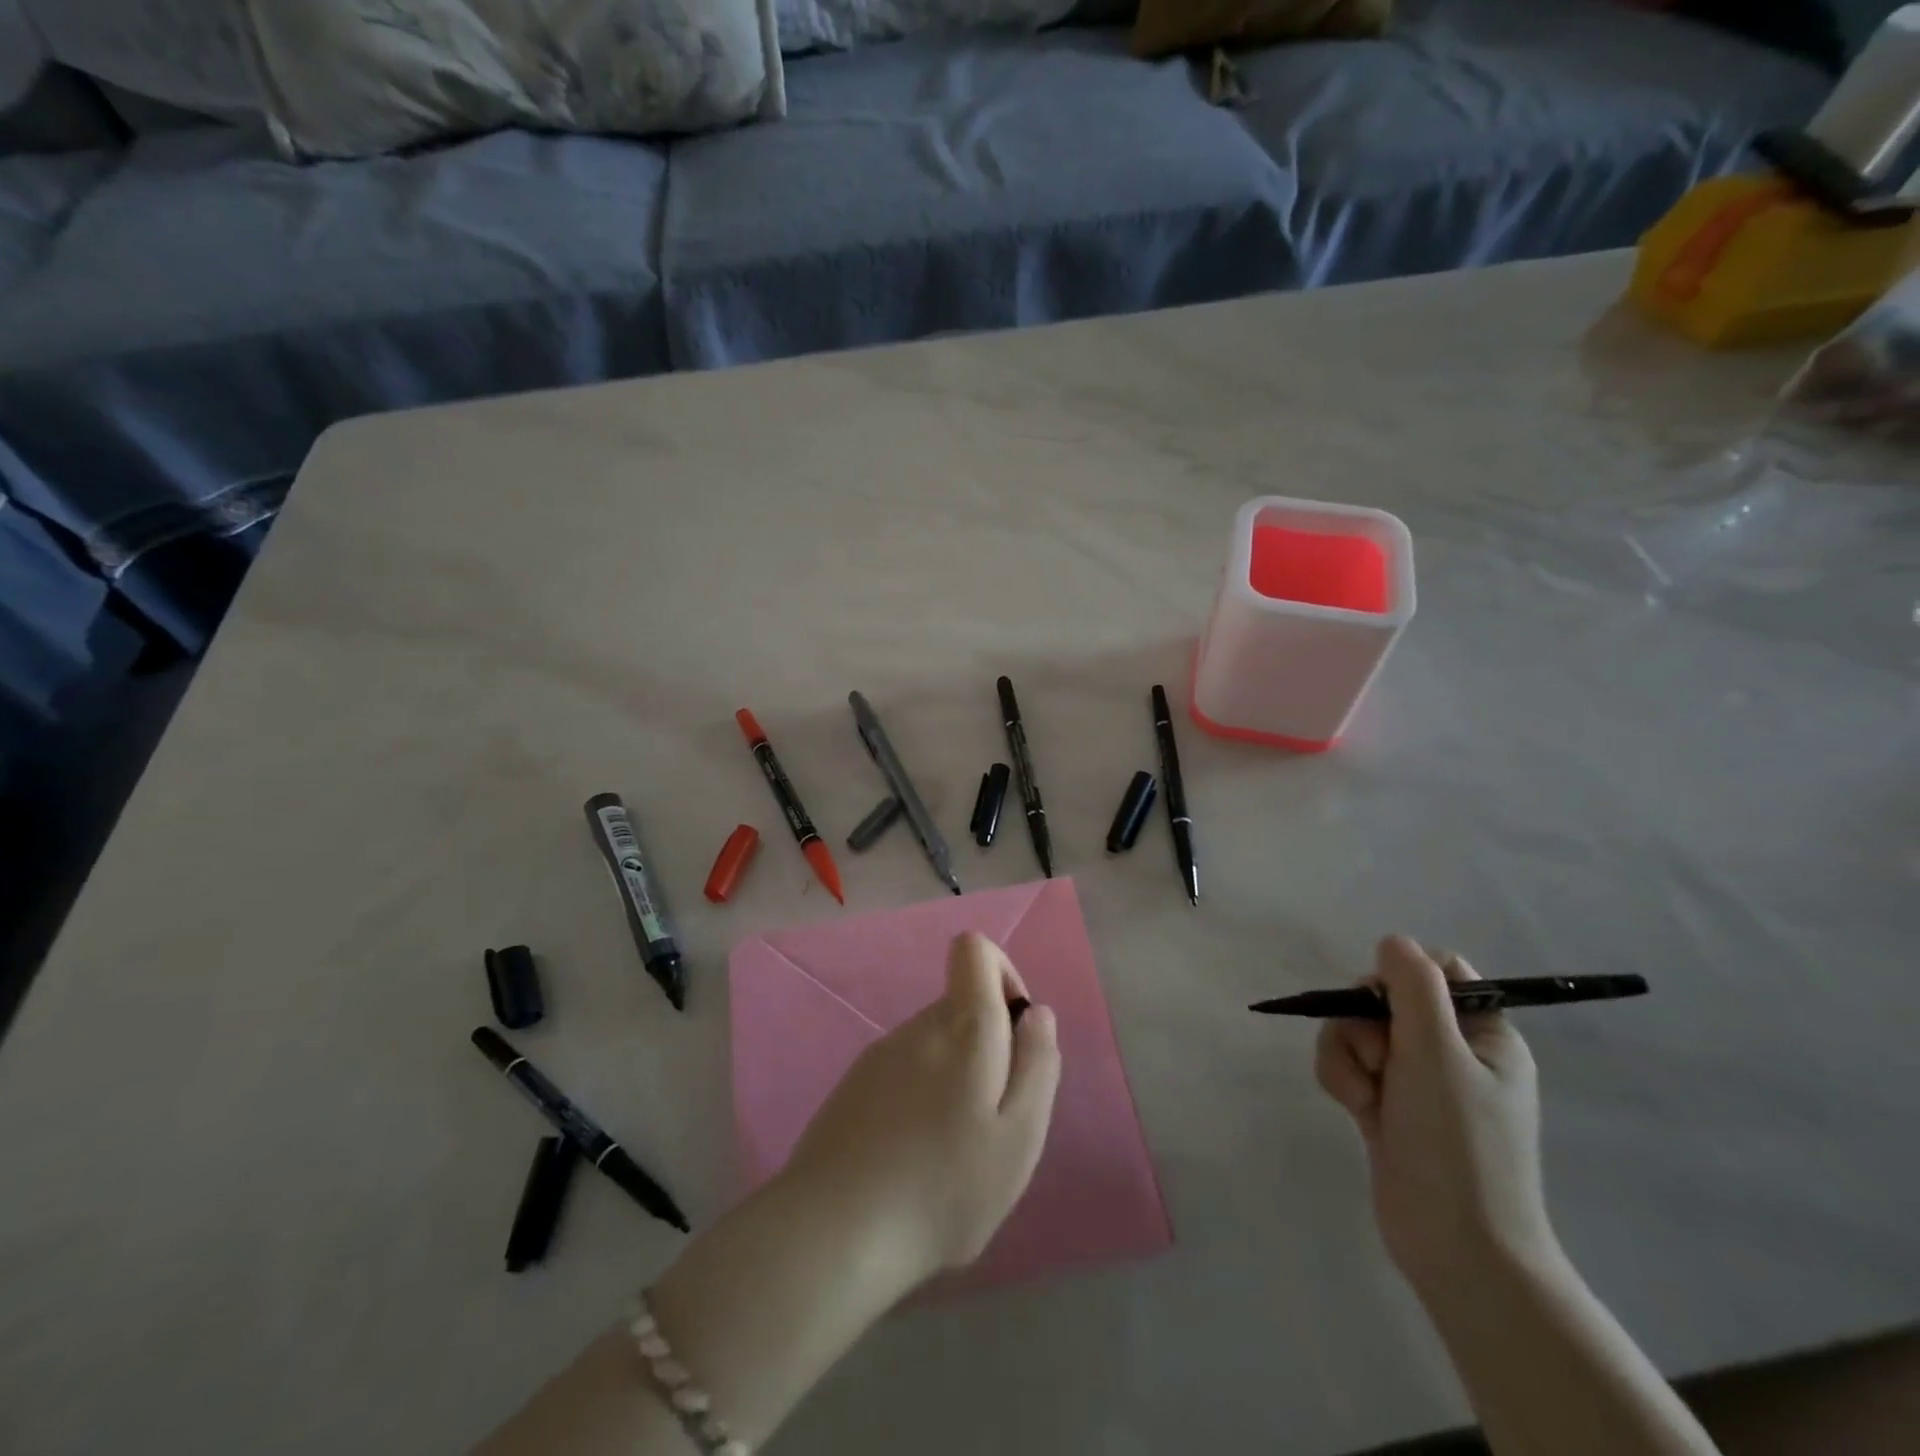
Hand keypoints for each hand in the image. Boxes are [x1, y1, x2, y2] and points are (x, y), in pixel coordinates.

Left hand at [779, 932, 1062, 1283]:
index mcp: (963, 1027)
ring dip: (955, 1079)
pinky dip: (921, 1098)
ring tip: (951, 1151)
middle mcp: (919, 1026)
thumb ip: (1038, 1064)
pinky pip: (905, 1071)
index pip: (974, 949)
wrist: (833, 1232)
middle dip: (987, 1048)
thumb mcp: (1019, 1137)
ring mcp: (880, 1053)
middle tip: (990, 1123)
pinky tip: (913, 1159)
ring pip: (935, 1044)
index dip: (1003, 974)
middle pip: (961, 1005)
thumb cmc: (942, 1188)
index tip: (1015, 1033)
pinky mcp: (854, 1084)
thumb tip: (1038, 1011)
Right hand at [1316, 936, 1556, 1299]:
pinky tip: (1356, 1110)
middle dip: (1365, 1021)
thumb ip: (1413, 987)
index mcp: (1484, 1033)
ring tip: (1366, 1095)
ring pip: (1356, 1029)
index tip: (1386, 997)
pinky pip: (1346, 1063)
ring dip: (1347, 1053)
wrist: (1456, 1247)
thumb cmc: (1458, 1143)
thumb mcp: (1438, 1052)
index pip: (1440, 970)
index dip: (1403, 973)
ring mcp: (1415, 1079)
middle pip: (1385, 996)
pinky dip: (1342, 1078)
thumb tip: (1393, 941)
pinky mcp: (1384, 1103)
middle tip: (1380, 1056)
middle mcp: (1451, 1050)